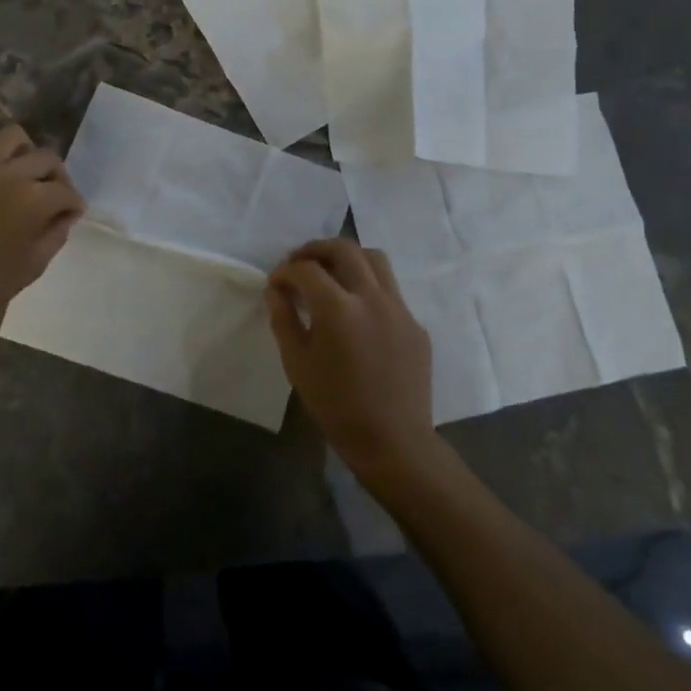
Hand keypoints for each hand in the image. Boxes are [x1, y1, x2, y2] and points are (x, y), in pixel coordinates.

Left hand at [0, 124, 85, 325]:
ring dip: (26, 153)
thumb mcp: (33, 266)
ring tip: (23, 173)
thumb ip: (55, 235)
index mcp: (34, 199)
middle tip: (53, 195)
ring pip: (13, 137)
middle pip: (46, 157)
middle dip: (57, 176)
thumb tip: (64, 216)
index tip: (72, 214)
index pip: (66, 190)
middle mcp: (10, 174)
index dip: (74, 203)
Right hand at [266, 240, 436, 475]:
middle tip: (299, 262)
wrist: (392, 441)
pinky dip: (368, 286)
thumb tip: (275, 290)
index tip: (276, 282)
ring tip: (331, 273)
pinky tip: (357, 311)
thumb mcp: (297, 363)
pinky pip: (390, 290)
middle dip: (315, 249)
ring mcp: (400, 308)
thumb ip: (283, 319)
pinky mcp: (415, 323)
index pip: (307, 270)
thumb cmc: (336, 406)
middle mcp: (372, 298)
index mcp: (339, 309)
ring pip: (374, 259)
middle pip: (344, 249)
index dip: (286, 270)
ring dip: (348, 257)